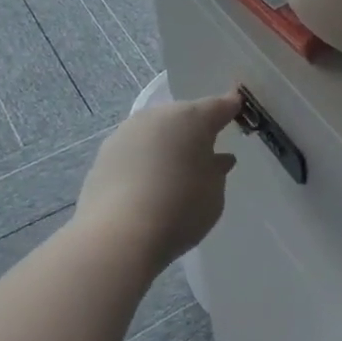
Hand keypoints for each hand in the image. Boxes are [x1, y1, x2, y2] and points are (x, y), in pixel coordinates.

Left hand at [76, 91, 242, 269]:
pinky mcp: (104, 154)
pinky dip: (144, 161)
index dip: (230, 109)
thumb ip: (217, 171)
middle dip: (195, 130)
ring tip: (174, 170)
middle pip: (183, 116)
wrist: (118, 235)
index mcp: (193, 118)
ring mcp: (127, 132)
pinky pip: (134, 151)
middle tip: (205, 150)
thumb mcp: (214, 193)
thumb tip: (217, 159)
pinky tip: (148, 183)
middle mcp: (158, 116)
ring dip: (166, 144)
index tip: (237, 111)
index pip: (219, 106)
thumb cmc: (181, 209)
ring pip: (156, 131)